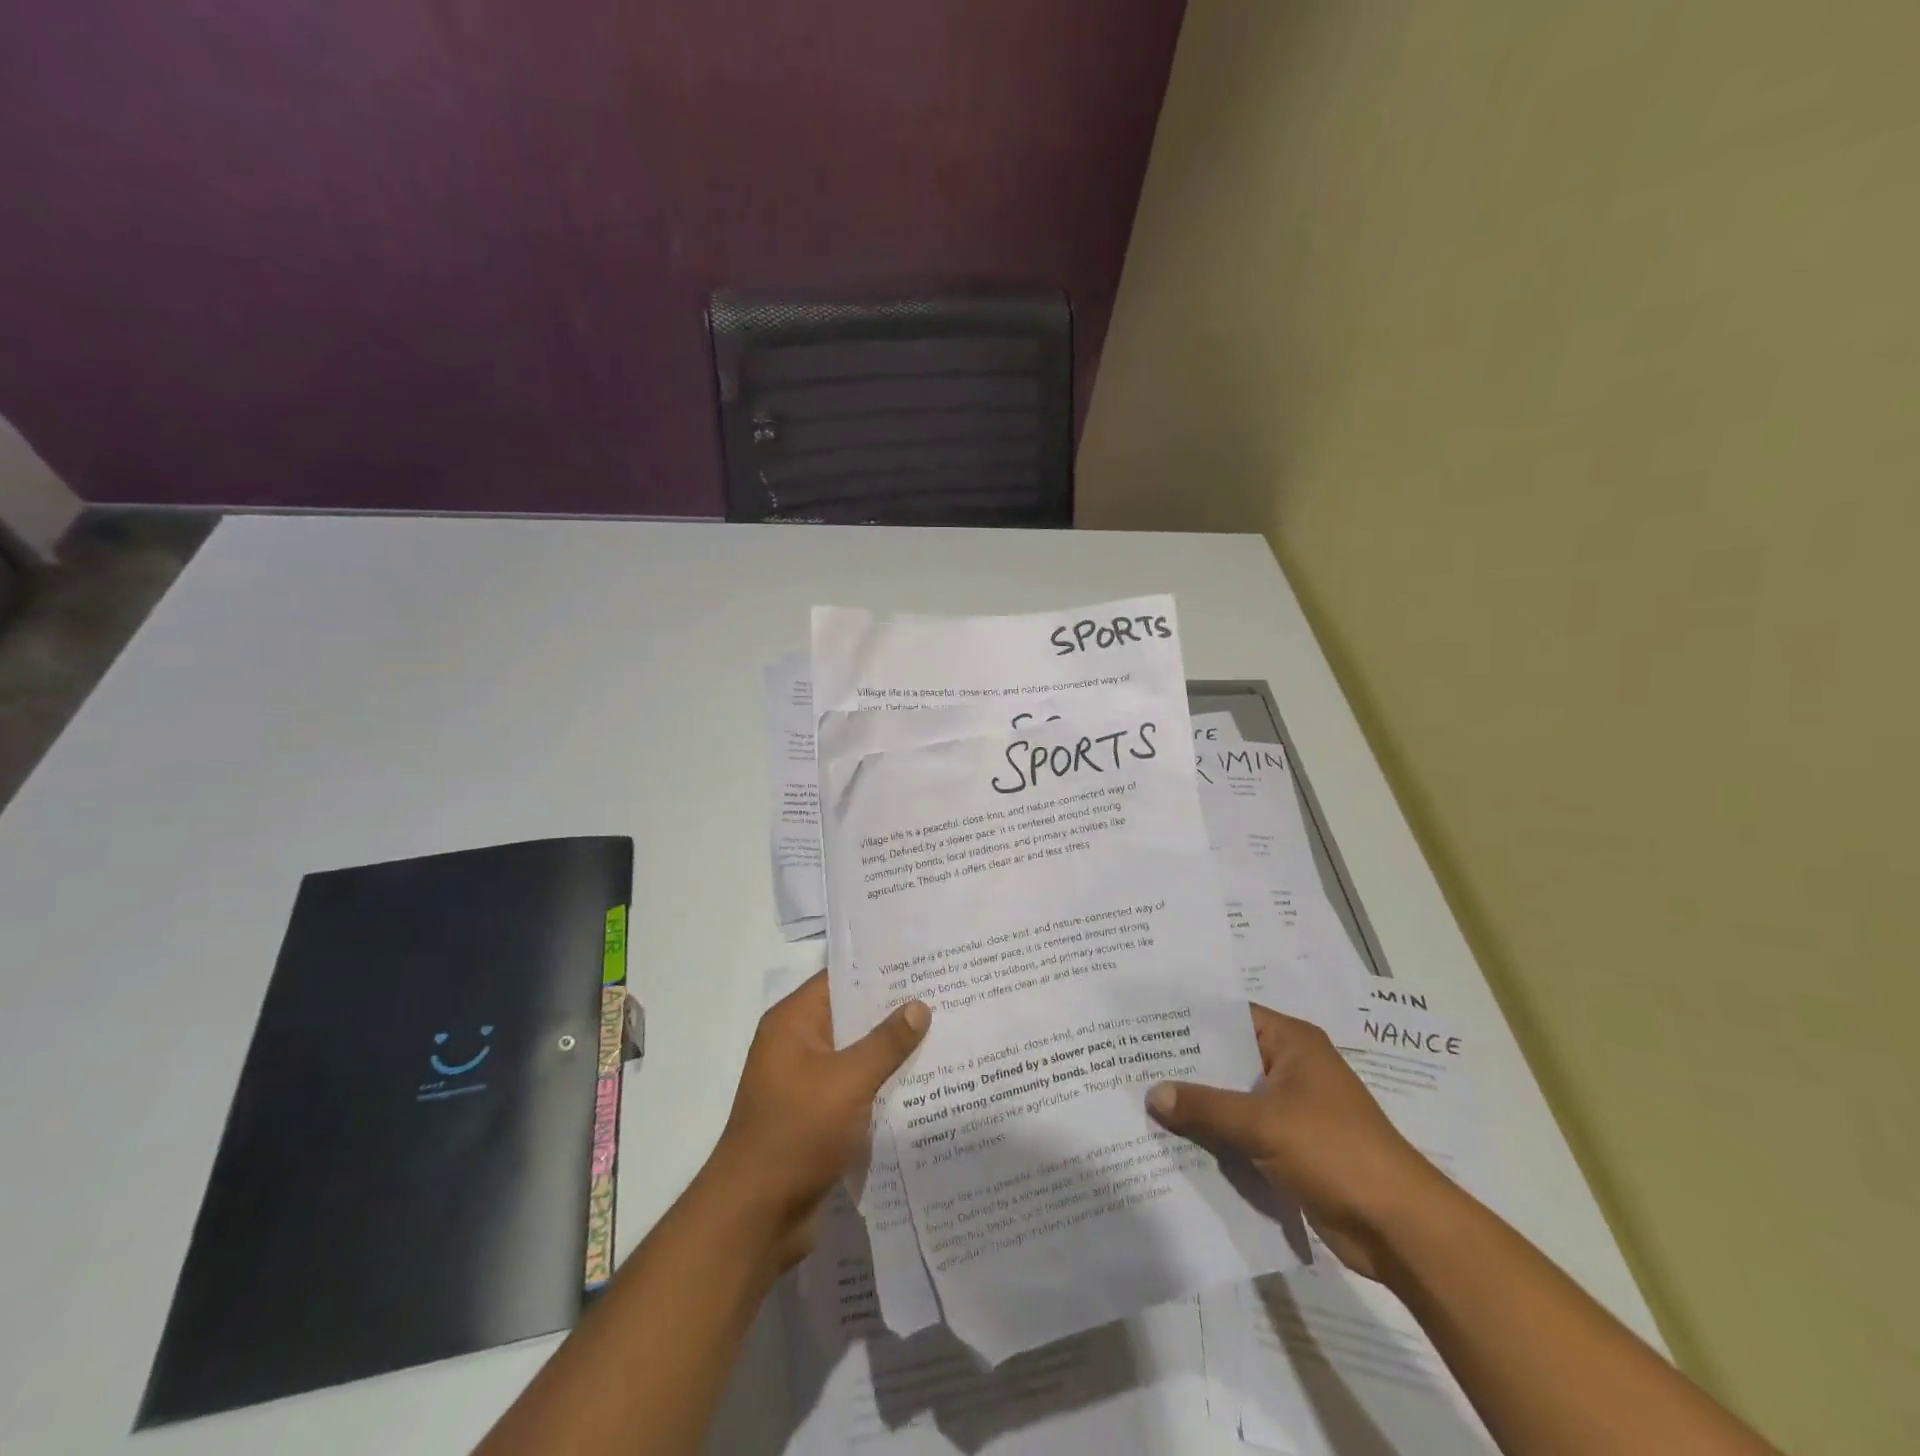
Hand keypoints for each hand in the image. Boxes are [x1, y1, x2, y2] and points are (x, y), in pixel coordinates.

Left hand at [704, 971, 929, 1270]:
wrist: (755, 1218)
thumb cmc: (796, 1133)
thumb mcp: (847, 1082)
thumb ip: (885, 1043)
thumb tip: (919, 1006)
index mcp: (793, 1023)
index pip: (840, 978)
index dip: (879, 968)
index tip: (922, 961)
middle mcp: (797, 1044)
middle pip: (852, 1015)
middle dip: (894, 1010)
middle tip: (945, 994)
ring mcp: (807, 1082)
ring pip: (857, 1053)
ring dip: (892, 1050)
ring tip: (945, 1032)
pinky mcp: (818, 1115)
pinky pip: (857, 1087)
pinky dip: (883, 1083)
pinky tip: (924, 1081)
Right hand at [1146, 1003, 1449, 1278]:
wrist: (1399, 1228)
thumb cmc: (1334, 1151)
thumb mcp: (1263, 1123)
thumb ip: (1205, 1106)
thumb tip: (1152, 1093)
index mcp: (1292, 1042)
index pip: (1229, 1016)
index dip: (1189, 1019)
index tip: (1145, 1022)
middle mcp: (1290, 1067)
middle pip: (1228, 1058)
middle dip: (1186, 1066)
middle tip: (1133, 1062)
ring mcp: (1292, 1109)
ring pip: (1233, 1098)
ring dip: (1199, 1106)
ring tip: (1142, 1100)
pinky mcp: (1292, 1147)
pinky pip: (1244, 1133)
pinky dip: (1217, 1137)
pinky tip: (1176, 1141)